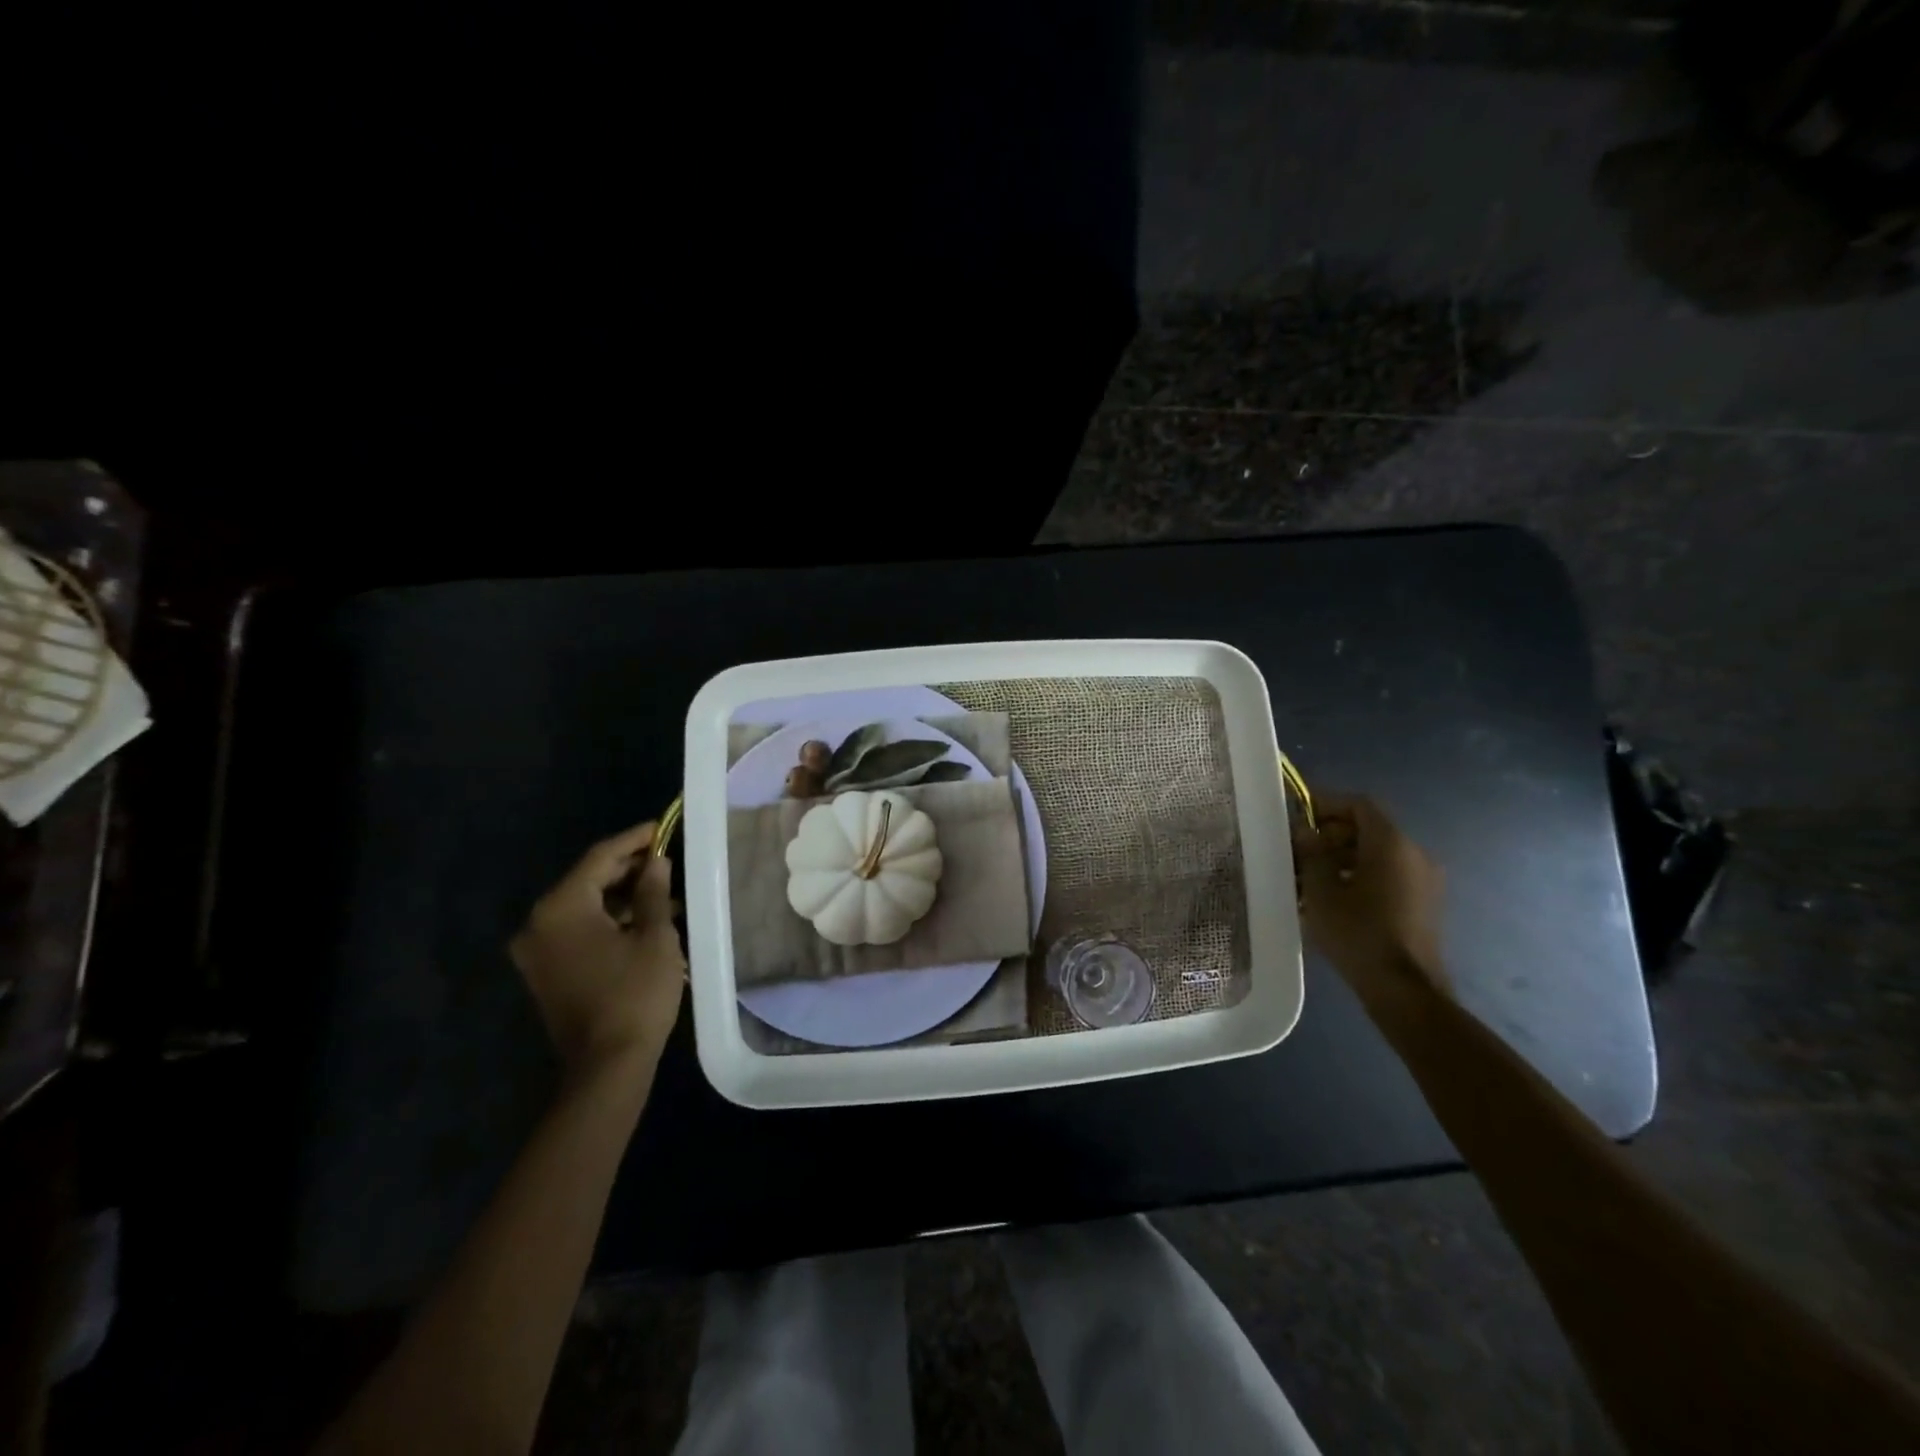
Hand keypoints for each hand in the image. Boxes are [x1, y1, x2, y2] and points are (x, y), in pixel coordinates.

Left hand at [509, 822, 685, 1076]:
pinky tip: (643, 922)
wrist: (607, 1066)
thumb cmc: (635, 994)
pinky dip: (608, 921)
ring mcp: (537, 951)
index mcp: (560, 908)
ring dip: (621, 898)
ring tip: (664, 894)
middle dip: (628, 869)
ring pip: (583, 907)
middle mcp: (538, 924)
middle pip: (587, 881)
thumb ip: (653, 891)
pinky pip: (577, 931)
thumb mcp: (654, 936)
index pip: (599, 858)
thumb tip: (656, 862)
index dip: (634, 840)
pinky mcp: (546, 972)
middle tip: (666, 860)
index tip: (661, 827)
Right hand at [1292, 794, 1448, 1012]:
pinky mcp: (1424, 903)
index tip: (1297, 815)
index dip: (1326, 803)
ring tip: (1310, 876)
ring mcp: (1424, 880)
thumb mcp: (1321, 891)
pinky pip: (1389, 874)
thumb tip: (1304, 831)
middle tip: (1299, 850)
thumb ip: (1311, 853)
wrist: (1403, 989)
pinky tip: (1334, 897)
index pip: (1359, 804)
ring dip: (1343, 856)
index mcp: (1392, 843)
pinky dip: (1361, 874)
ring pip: (1377, 853)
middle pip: (1369, 828)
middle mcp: (1414, 853)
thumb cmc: (1358, 933)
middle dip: (1331, 833)